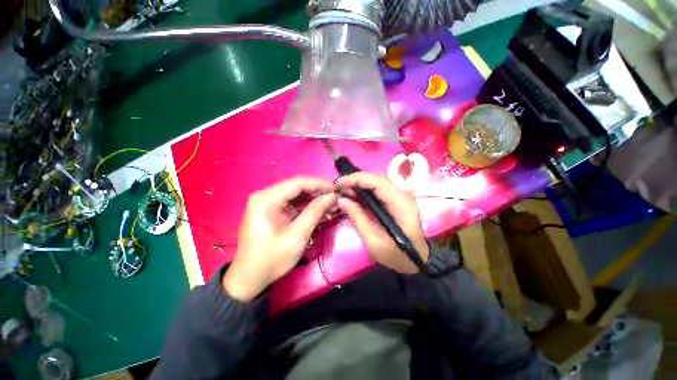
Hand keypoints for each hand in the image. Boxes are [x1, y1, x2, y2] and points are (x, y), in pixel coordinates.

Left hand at [223, 177, 336, 300]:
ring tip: (332, 206)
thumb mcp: (297, 236)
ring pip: (297, 195)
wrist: (249, 278)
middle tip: (336, 199)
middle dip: (318, 193)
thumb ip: (314, 212)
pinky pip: (293, 204)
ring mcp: (268, 203)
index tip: (336, 189)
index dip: (319, 183)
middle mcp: (266, 196)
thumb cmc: (271, 259)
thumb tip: (331, 196)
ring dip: (314, 200)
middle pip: (297, 187)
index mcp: (266, 199)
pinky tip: (321, 212)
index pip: (297, 182)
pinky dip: (307, 208)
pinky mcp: (273, 211)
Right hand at [335, 173, 428, 273]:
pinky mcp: (395, 200)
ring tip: (342, 191)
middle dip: (355, 180)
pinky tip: (352, 195)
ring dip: (358, 185)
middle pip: (377, 179)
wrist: (414, 260)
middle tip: (338, 188)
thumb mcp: (373, 240)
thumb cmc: (395, 254)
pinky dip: (363, 191)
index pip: (378, 182)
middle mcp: (402, 194)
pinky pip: (377, 190)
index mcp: (401, 203)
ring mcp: (400, 196)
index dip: (357, 179)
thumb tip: (341, 200)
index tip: (339, 183)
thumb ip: (357, 217)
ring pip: (376, 182)